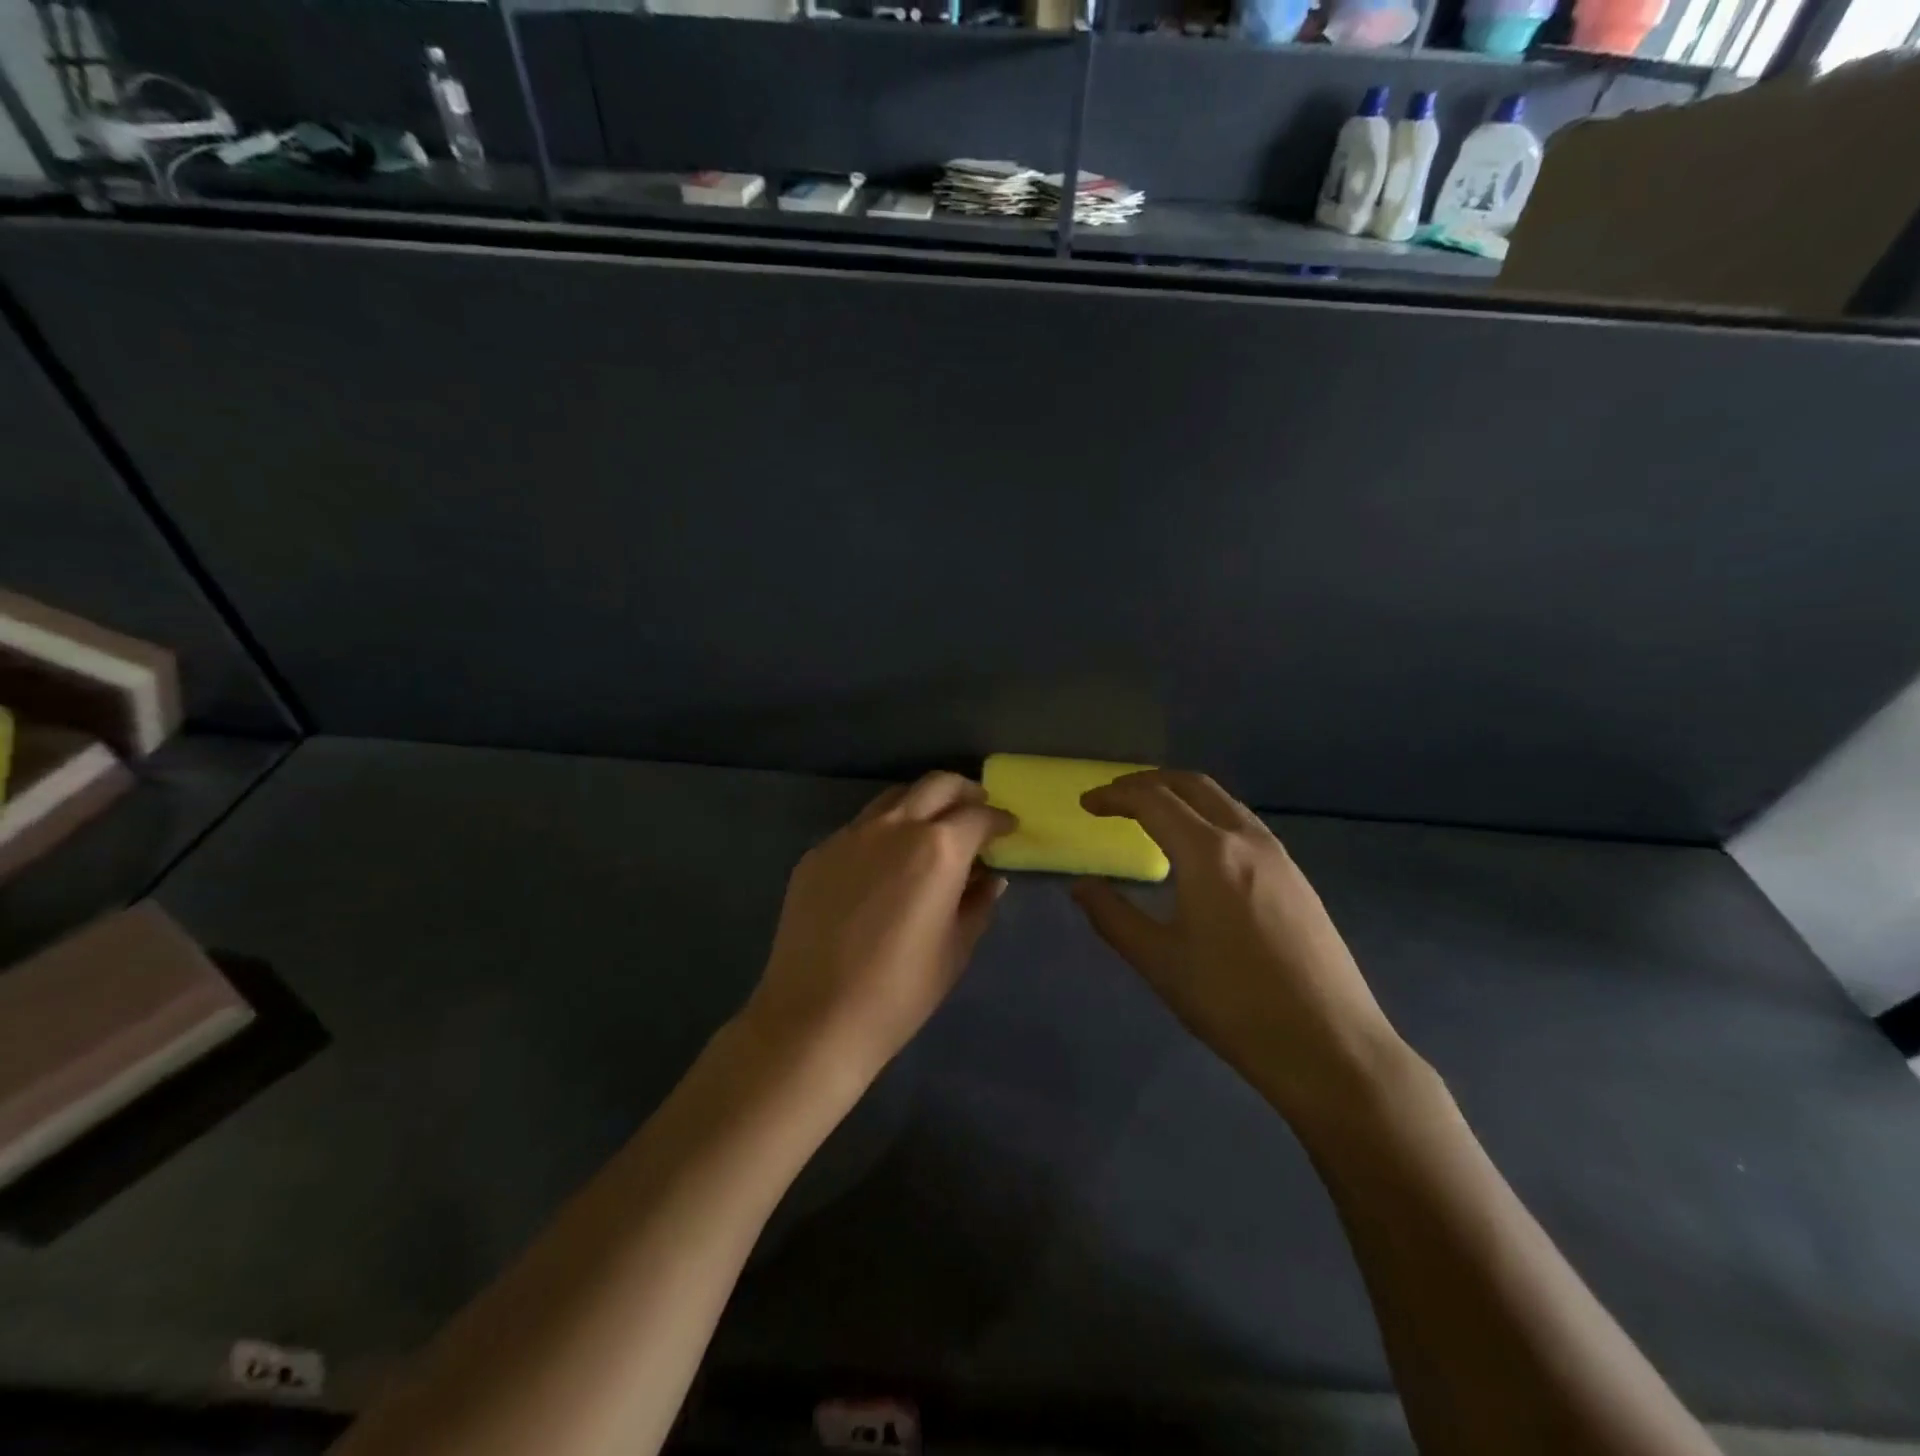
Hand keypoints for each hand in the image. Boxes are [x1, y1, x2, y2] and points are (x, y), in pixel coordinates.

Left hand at [743, 772, 1015, 1083]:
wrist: (815, 1016)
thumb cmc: (900, 991)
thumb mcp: (955, 949)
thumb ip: (978, 903)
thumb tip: (991, 878)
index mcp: (938, 848)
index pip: (979, 815)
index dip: (999, 820)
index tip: (1007, 829)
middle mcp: (895, 826)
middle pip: (937, 785)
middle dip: (964, 792)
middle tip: (975, 814)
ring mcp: (850, 835)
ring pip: (894, 797)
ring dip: (922, 804)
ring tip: (931, 831)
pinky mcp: (818, 852)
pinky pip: (860, 827)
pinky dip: (884, 831)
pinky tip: (884, 863)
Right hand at [1073, 770, 1407, 1124]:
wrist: (1330, 1046)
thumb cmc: (1233, 1004)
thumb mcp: (1160, 962)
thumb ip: (1113, 917)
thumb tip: (1081, 887)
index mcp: (1208, 853)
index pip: (1152, 800)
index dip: (1114, 796)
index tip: (1087, 805)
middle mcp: (1245, 839)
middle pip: (1191, 784)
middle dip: (1147, 783)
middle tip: (1114, 799)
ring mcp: (1278, 856)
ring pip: (1222, 801)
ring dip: (1181, 796)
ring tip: (1151, 817)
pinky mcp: (1296, 877)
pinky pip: (1243, 824)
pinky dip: (1208, 816)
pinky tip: (1199, 852)